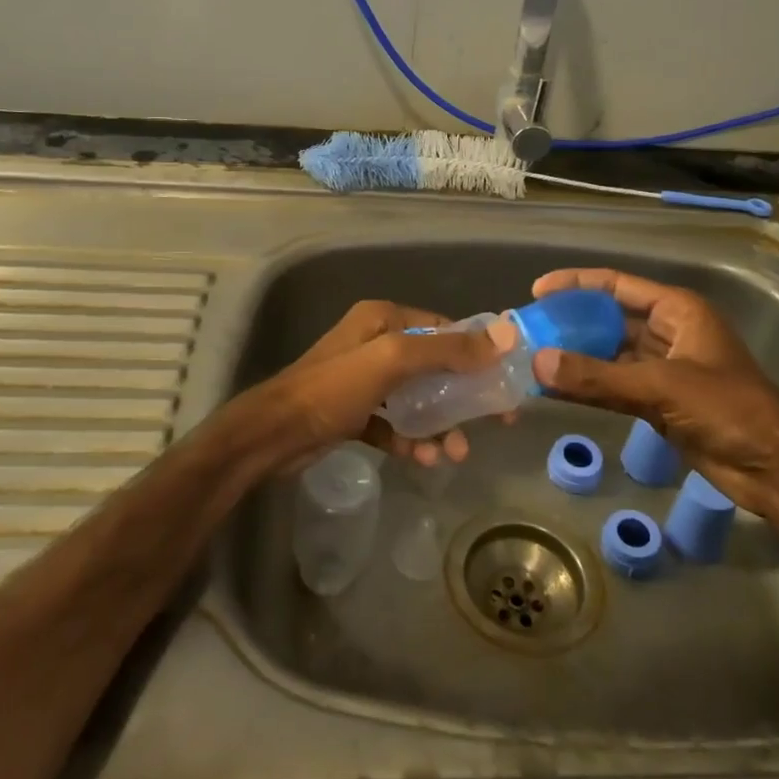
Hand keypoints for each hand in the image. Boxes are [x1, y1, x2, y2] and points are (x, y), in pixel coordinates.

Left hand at [258, 300, 500, 470]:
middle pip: (435, 366)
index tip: (505, 382)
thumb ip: (447, 349)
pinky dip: (410, 439)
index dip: (477, 354)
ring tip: (454, 454)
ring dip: (439, 424)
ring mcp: (365, 380)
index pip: (444, 329)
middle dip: (463, 396)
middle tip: (495, 422)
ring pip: (417, 399)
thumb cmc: (334, 389)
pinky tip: (422, 459)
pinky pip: (394, 423)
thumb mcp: (393, 361)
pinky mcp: (356, 413)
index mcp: (384, 319)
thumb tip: (505, 335)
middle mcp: (376, 343)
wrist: (274, 435)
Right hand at [528, 269, 778, 514]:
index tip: (537, 291)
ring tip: (532, 358)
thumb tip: (537, 364)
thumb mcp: (660, 386)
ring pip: (609, 355)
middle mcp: (669, 332)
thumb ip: (597, 377)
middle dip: (571, 323)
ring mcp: (664, 369)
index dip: (576, 284)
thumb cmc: (727, 409)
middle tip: (529, 329)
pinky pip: (614, 386)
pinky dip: (588, 388)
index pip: (617, 286)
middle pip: (610, 319)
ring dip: (576, 358)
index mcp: (677, 311)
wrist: (775, 468)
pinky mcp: (659, 401)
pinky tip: (555, 390)